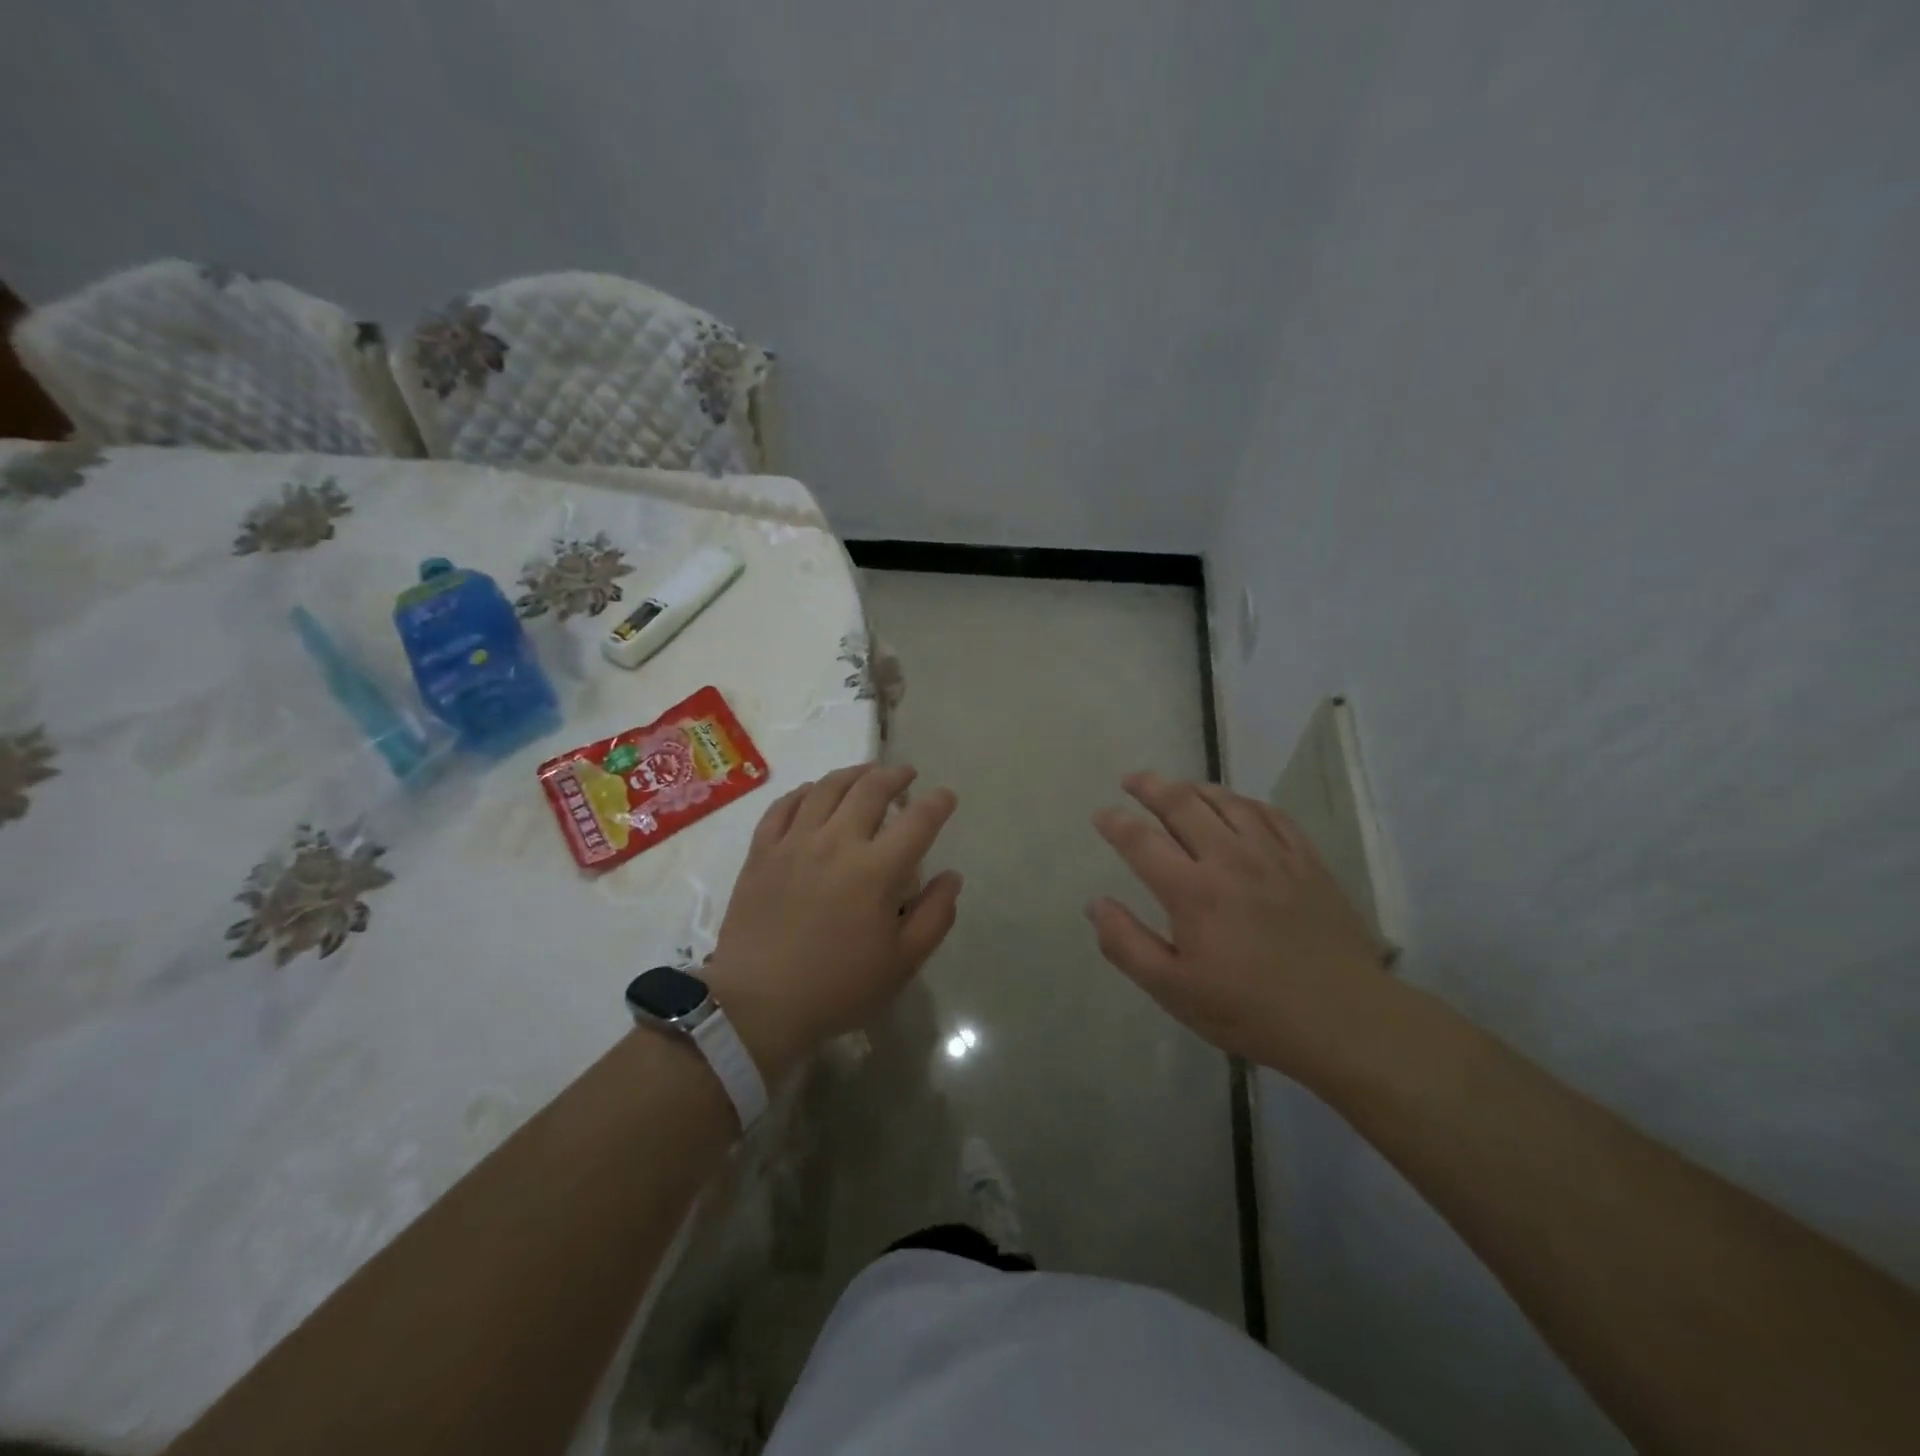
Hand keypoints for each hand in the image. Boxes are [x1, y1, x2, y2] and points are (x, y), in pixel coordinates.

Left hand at [703, 763, 961, 1082]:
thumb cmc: (838, 988)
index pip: (918, 820)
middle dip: (895, 775)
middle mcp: (837, 843)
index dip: (937, 803)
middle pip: (871, 789)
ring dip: (853, 774)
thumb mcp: (902, 963)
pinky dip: (804, 792)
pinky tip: (813, 792)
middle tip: (906, 774)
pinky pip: (784, 806)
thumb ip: (935, 915)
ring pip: (827, 788)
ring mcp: (794, 842)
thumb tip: (952, 876)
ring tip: (866, 773)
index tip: (946, 796)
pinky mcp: (762, 851)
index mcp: (876, 870)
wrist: (758, 1005)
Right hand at [1088, 771, 1387, 1080]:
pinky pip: (1270, 814)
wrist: (1343, 1019)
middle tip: (1132, 779)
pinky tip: (1236, 805)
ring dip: (1195, 787)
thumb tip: (1095, 904)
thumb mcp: (1173, 990)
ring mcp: (1272, 855)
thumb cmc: (1249, 1009)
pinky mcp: (1306, 860)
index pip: (1141, 841)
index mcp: (1191, 891)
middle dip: (1151, 787)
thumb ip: (1127, 944)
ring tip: (1177, 786)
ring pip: (1227, 801)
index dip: (1115, 823)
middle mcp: (1229, 859)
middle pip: (1182, 805)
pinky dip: (1244, 802)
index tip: (1101, 815)